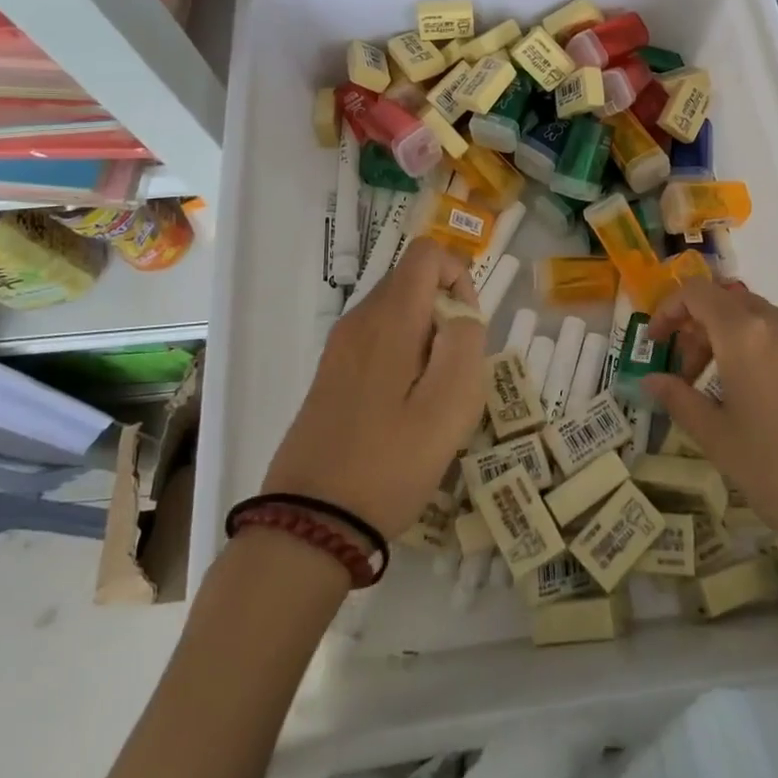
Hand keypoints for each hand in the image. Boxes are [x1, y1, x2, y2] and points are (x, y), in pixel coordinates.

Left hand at [261, 238, 485, 540]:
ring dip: (426, 337)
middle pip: (411, 281)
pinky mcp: (331, 373)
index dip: (458, 276)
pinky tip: (405, 409)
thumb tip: (461, 312)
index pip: (427, 254)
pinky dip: (403, 355)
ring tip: (433, 396)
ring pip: (396, 311)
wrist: (310, 523)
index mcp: (388, 319)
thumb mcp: (449, 407)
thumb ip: (465, 344)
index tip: (467, 328)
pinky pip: (378, 339)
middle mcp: (359, 320)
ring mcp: (340, 347)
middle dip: (445, 311)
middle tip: (455, 371)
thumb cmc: (389, 463)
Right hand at [641, 279, 777, 572]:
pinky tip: (768, 406)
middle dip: (700, 329)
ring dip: (733, 343)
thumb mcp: (718, 439)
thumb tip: (650, 380)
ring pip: (763, 323)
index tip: (657, 344)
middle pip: (730, 304)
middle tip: (688, 374)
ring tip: (725, 393)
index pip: (697, 292)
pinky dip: (766, 356)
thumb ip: (679, 399)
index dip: (669, 310)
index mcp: (747, 334)